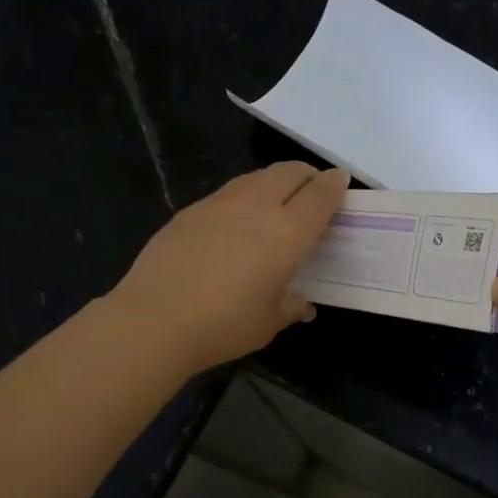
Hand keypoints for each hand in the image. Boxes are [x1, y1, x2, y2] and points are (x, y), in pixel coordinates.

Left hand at [109, 162, 349, 374]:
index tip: (341, 183)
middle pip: (290, 172)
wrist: (155, 319)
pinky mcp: (190, 210)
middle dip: (308, 176)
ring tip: (277, 203)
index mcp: (287, 232)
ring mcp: (220, 203)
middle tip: (313, 192)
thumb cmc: (224, 325)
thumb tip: (302, 305)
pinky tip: (236, 222)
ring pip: (257, 177)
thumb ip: (290, 306)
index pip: (320, 195)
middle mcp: (257, 206)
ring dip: (275, 182)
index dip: (335, 185)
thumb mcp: (268, 322)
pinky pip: (228, 192)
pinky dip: (245, 197)